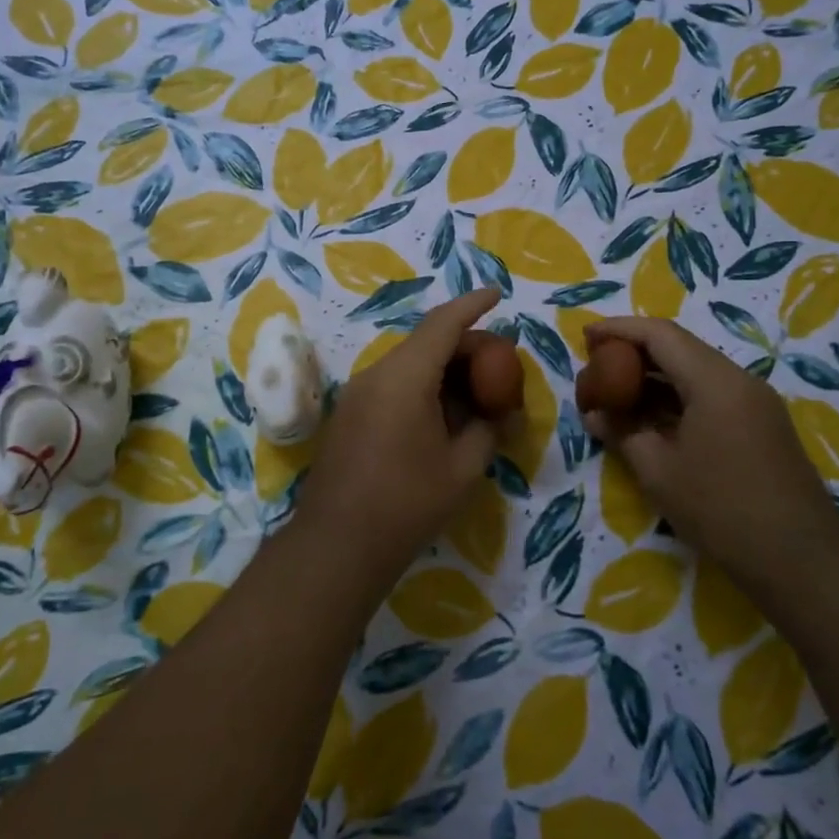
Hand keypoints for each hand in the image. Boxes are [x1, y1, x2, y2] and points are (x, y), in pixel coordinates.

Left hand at [291, 289, 504, 588]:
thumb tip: (502, 414)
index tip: (497, 294)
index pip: (442, 324)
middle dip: (465, 347)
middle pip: (425, 343)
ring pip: (408, 365)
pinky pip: (392, 386)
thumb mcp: (463, 469)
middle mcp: (376, 375)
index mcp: (404, 377)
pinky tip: (442, 416)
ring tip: (476, 394)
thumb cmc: (407, 504)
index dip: (472, 305)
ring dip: (443, 370)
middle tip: (499, 366)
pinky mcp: (349, 416)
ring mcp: (357, 395)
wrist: (336, 545)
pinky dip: (422, 388)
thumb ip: (487, 430)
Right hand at [580, 317, 836, 586]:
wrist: (800, 559)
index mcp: (714, 381)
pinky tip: (651, 417)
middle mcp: (739, 380)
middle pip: (680, 348)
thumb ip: (622, 433)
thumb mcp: (658, 471)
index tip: (586, 336)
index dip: (619, 330)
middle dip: (634, 351)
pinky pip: (711, 394)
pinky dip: (676, 397)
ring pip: (696, 372)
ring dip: (655, 377)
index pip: (660, 335)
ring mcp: (755, 403)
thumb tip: (595, 414)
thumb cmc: (721, 509)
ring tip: (616, 392)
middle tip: (596, 365)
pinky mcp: (761, 425)